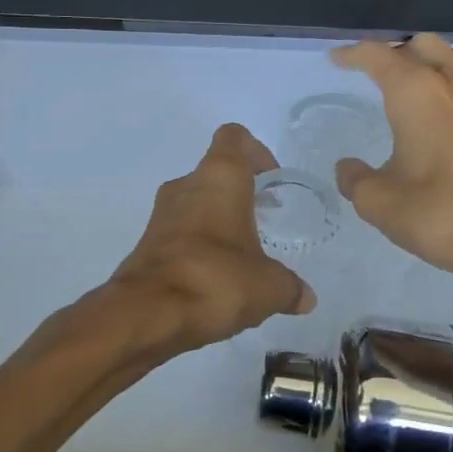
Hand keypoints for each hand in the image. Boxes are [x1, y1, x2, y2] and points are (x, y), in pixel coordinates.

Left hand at [109, 123, 316, 353]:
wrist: (147, 314)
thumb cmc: (216, 279)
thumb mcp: (269, 286)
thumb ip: (290, 287)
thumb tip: (306, 298)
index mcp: (219, 177)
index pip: (234, 137)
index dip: (256, 152)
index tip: (272, 180)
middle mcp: (186, 185)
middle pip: (216, 172)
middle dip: (241, 193)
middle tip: (264, 221)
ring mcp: (161, 214)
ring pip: (196, 203)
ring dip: (218, 220)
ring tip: (243, 255)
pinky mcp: (147, 243)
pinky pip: (180, 232)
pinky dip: (199, 245)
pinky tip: (217, 278)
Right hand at [333, 35, 452, 296]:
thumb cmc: (443, 213)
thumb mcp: (381, 203)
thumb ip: (356, 180)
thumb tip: (348, 168)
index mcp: (416, 92)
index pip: (378, 56)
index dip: (354, 54)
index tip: (338, 59)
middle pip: (422, 45)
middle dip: (395, 53)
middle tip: (377, 74)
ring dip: (434, 61)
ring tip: (419, 83)